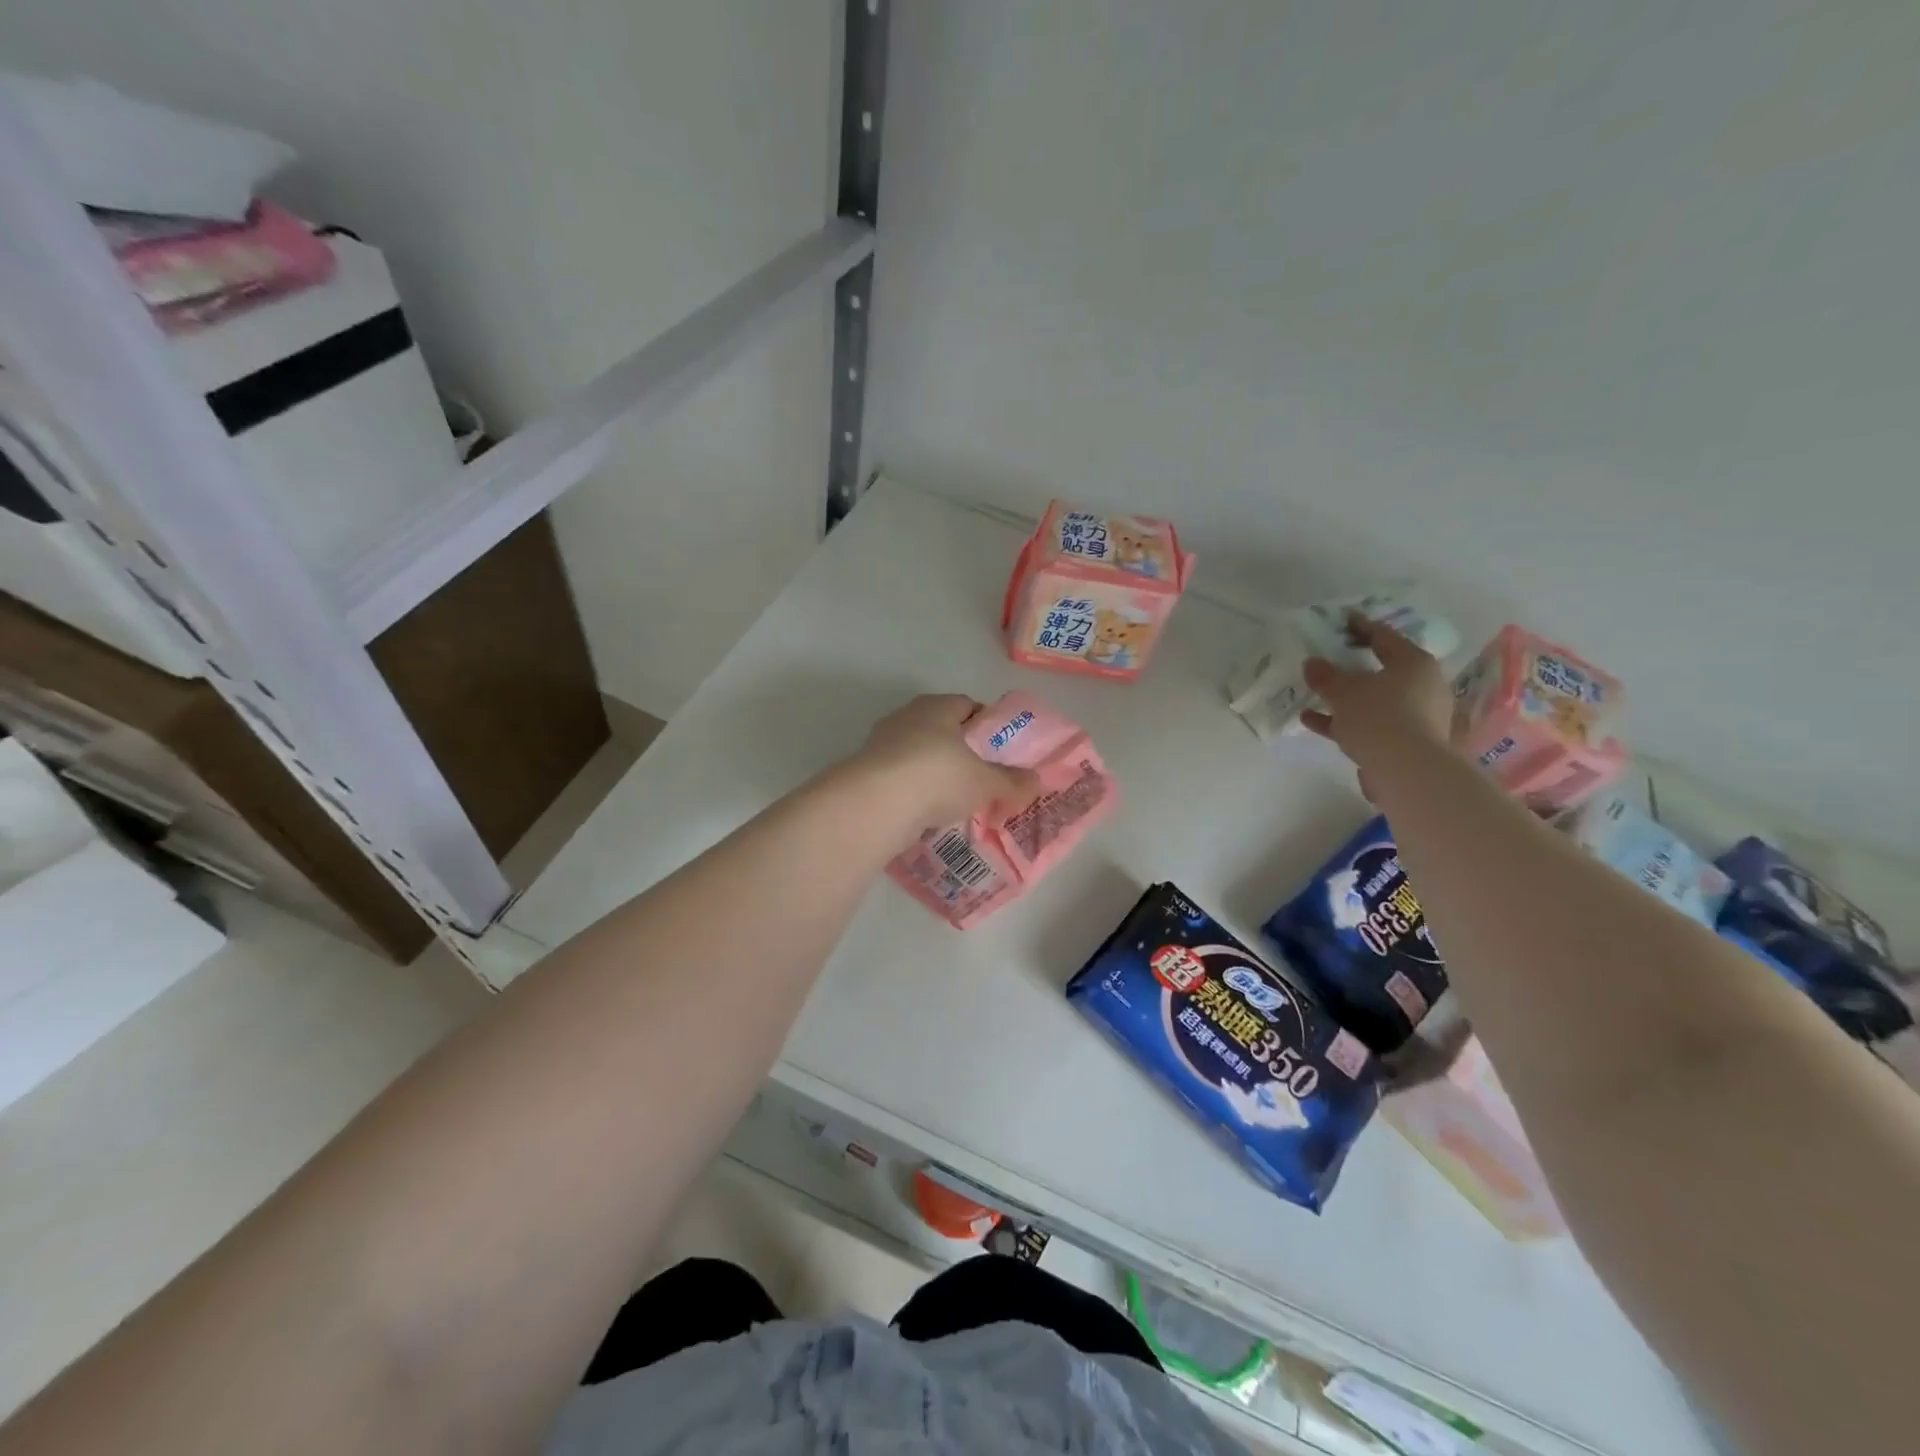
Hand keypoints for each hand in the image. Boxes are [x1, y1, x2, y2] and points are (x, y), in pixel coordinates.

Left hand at [853, 694, 1043, 828]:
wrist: (876, 804)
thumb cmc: (938, 776)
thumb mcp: (985, 782)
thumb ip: (1011, 782)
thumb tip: (1036, 782)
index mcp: (937, 707)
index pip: (967, 705)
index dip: (987, 726)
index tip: (1001, 750)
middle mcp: (907, 717)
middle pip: (942, 730)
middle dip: (961, 752)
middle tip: (982, 777)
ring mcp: (882, 744)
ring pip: (919, 756)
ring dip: (936, 774)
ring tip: (957, 801)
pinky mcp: (867, 773)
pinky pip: (901, 779)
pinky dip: (915, 793)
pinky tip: (928, 814)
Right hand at [1301, 614, 1453, 799]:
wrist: (1407, 770)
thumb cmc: (1379, 716)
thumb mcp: (1344, 691)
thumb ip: (1326, 675)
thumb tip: (1312, 663)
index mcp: (1413, 663)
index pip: (1385, 637)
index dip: (1361, 628)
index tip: (1343, 621)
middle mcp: (1422, 686)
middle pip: (1382, 670)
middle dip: (1352, 668)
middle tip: (1328, 661)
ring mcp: (1417, 715)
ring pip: (1374, 699)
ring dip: (1345, 698)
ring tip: (1314, 696)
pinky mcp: (1406, 741)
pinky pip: (1370, 723)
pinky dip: (1345, 721)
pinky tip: (1314, 721)